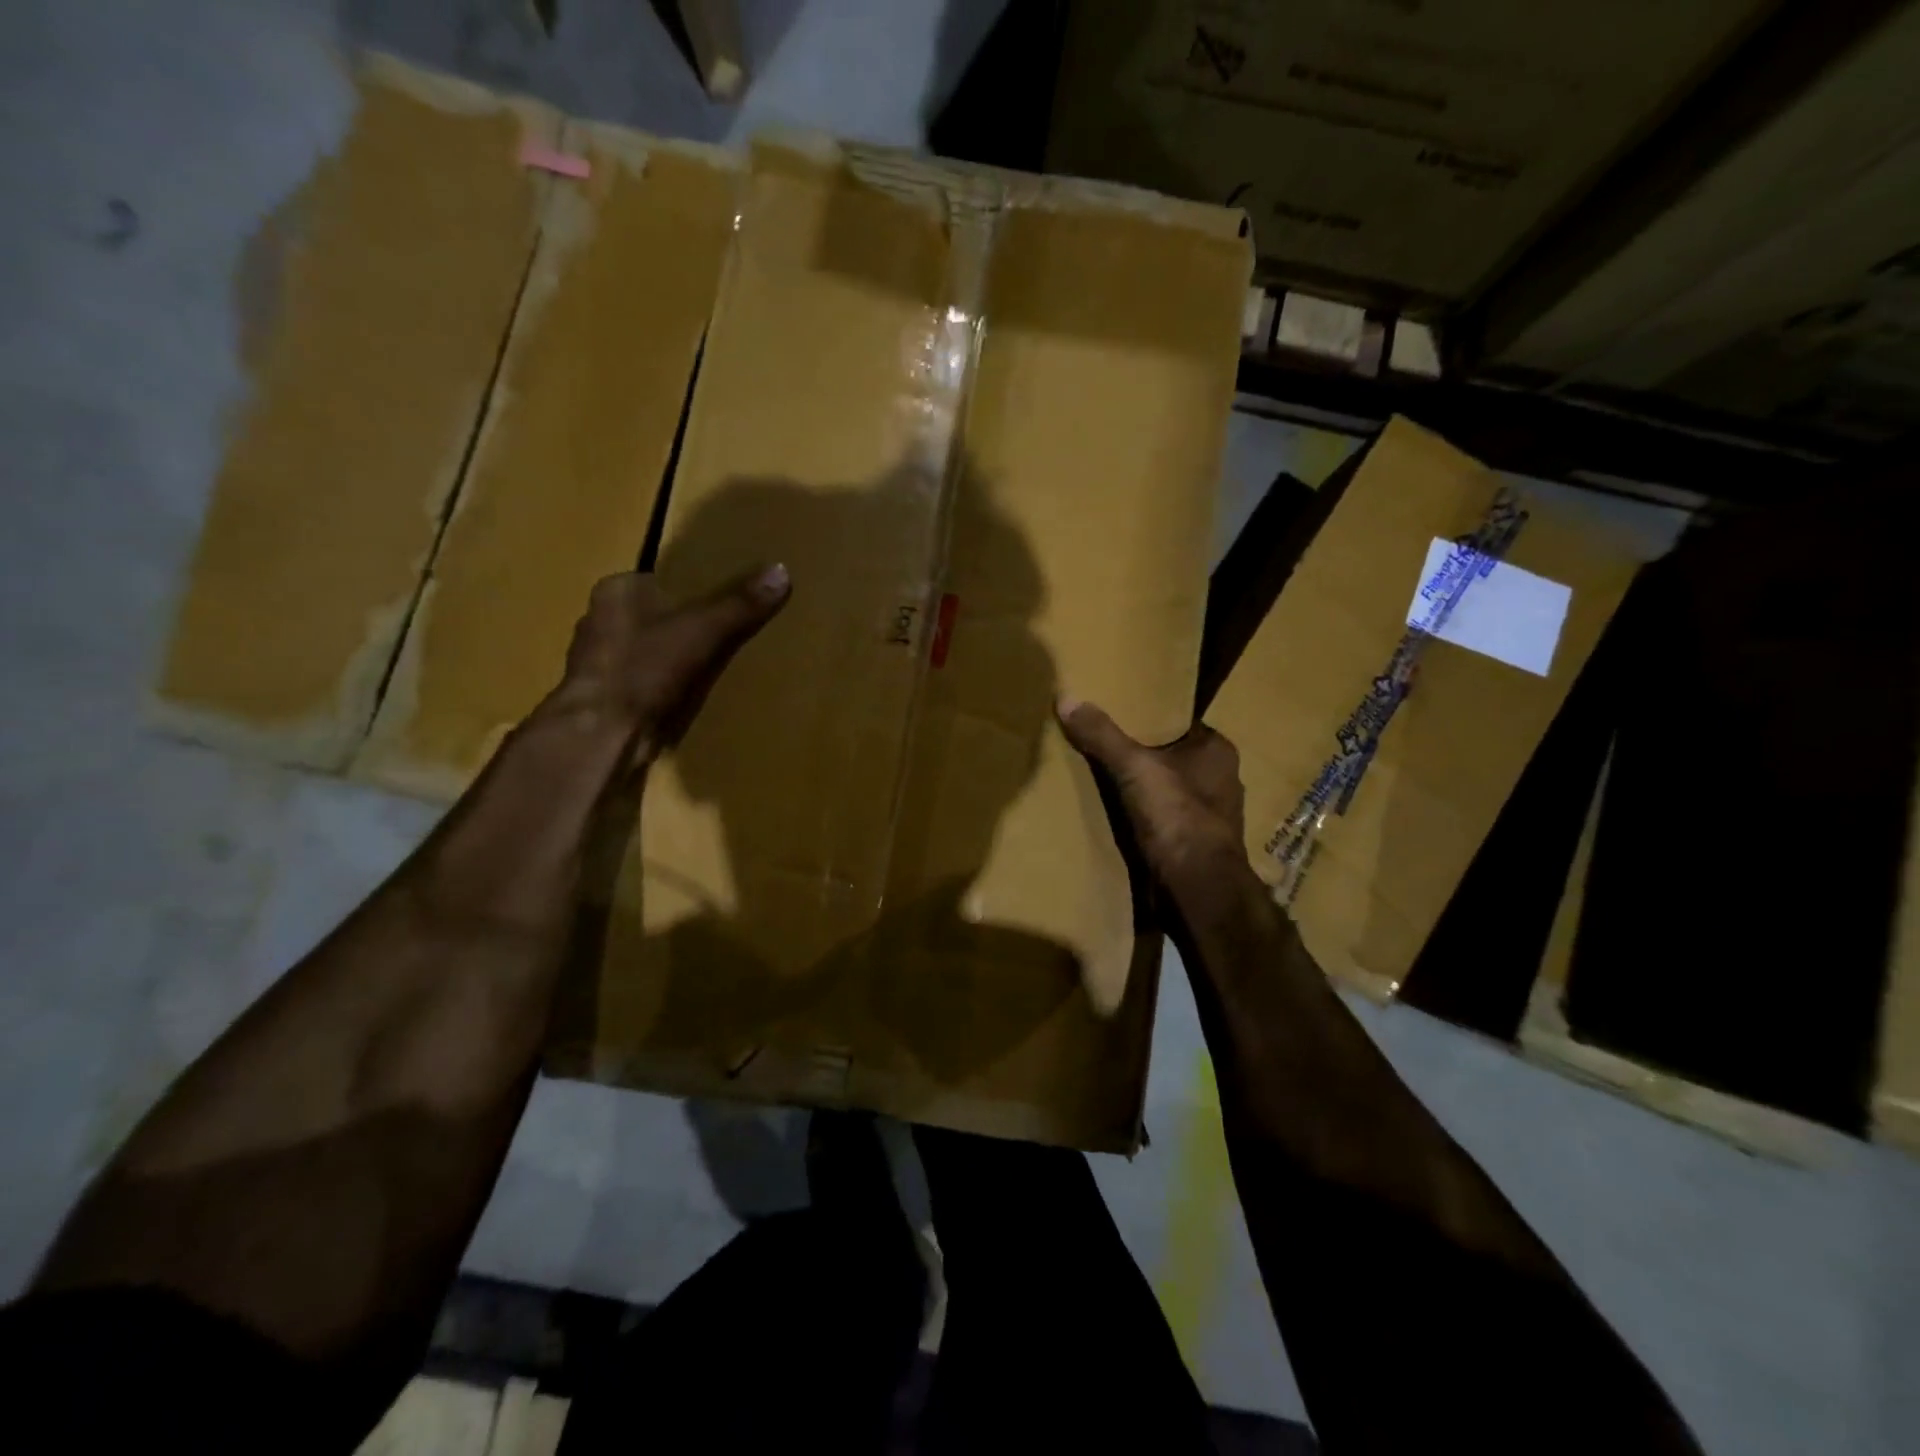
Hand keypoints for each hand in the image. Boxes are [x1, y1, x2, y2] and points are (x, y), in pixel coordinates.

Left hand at [547, 564, 790, 767]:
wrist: (603, 733)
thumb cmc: (646, 669)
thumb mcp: (704, 630)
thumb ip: (740, 603)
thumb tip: (781, 571)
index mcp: (615, 592)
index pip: (657, 580)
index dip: (689, 591)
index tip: (718, 604)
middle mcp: (597, 620)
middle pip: (652, 616)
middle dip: (680, 626)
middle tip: (719, 636)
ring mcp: (595, 661)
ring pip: (644, 651)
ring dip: (669, 659)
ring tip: (707, 669)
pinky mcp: (600, 697)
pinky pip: (640, 683)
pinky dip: (660, 688)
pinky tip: (683, 699)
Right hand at [1057, 698, 1247, 887]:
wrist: (1198, 890)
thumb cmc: (1176, 817)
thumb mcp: (1134, 768)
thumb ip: (1102, 735)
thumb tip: (1066, 697)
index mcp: (1218, 751)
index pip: (1179, 724)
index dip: (1149, 720)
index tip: (1116, 717)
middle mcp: (1222, 780)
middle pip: (1172, 758)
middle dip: (1143, 756)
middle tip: (1102, 747)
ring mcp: (1212, 817)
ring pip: (1169, 792)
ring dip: (1144, 791)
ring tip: (1103, 782)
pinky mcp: (1197, 846)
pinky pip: (1165, 821)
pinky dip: (1145, 820)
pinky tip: (1118, 818)